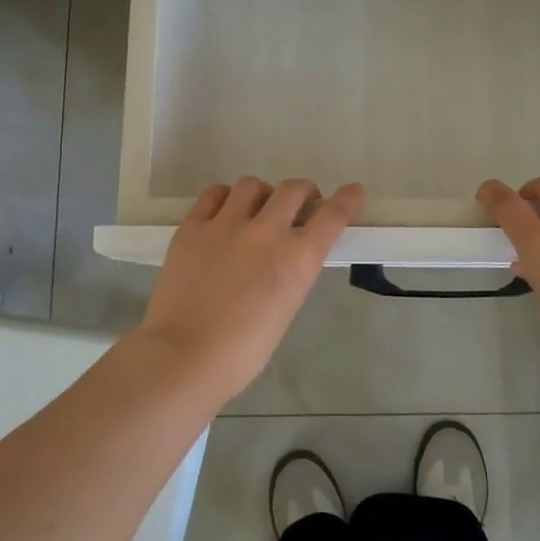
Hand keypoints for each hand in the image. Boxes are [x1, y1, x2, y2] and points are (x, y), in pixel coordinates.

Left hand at [139, 177, 364, 398]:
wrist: (185, 355)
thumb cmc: (243, 350)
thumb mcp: (286, 308)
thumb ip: (291, 273)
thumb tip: (286, 254)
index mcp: (298, 259)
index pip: (333, 215)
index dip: (347, 199)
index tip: (353, 191)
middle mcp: (266, 231)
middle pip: (294, 189)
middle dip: (304, 193)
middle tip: (300, 205)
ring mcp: (226, 224)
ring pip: (252, 185)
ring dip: (263, 194)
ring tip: (256, 210)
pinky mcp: (192, 227)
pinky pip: (214, 194)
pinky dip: (226, 198)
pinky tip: (224, 212)